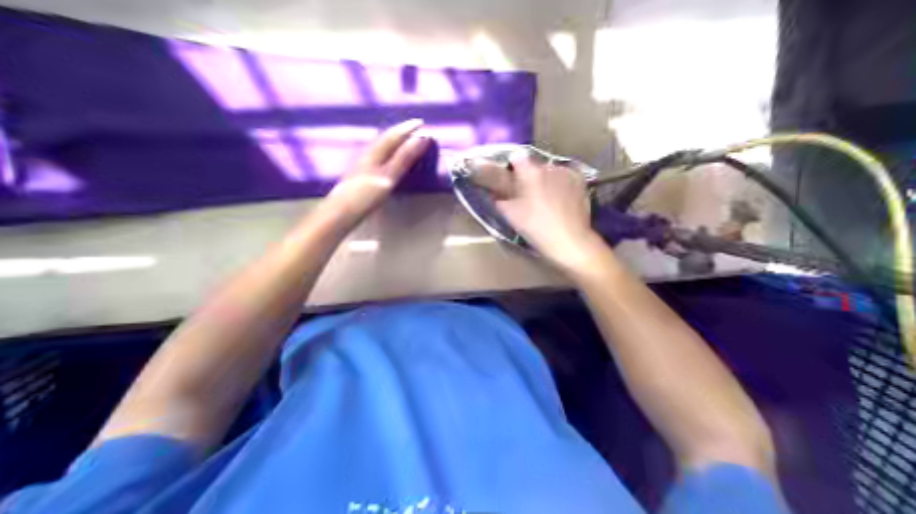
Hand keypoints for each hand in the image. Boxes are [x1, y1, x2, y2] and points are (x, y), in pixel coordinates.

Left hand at [323, 120, 430, 227]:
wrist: (341, 211)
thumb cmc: (366, 195)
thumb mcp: (389, 176)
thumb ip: (404, 158)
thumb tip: (422, 138)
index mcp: (375, 151)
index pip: (394, 135)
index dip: (408, 128)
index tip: (422, 122)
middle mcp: (367, 153)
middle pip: (386, 138)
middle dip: (401, 132)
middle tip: (414, 129)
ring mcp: (362, 164)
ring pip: (381, 146)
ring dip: (394, 142)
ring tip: (404, 141)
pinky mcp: (360, 174)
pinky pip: (378, 156)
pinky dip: (388, 152)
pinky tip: (388, 159)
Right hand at [494, 153, 605, 273]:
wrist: (570, 240)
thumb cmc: (537, 228)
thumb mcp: (511, 216)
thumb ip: (500, 200)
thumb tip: (496, 194)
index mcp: (530, 172)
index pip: (517, 157)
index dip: (512, 167)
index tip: (511, 180)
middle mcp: (549, 167)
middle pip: (535, 166)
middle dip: (530, 177)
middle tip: (528, 195)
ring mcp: (567, 173)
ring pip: (551, 171)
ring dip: (547, 180)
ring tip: (546, 200)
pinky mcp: (581, 182)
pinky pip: (566, 178)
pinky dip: (561, 185)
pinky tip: (561, 200)